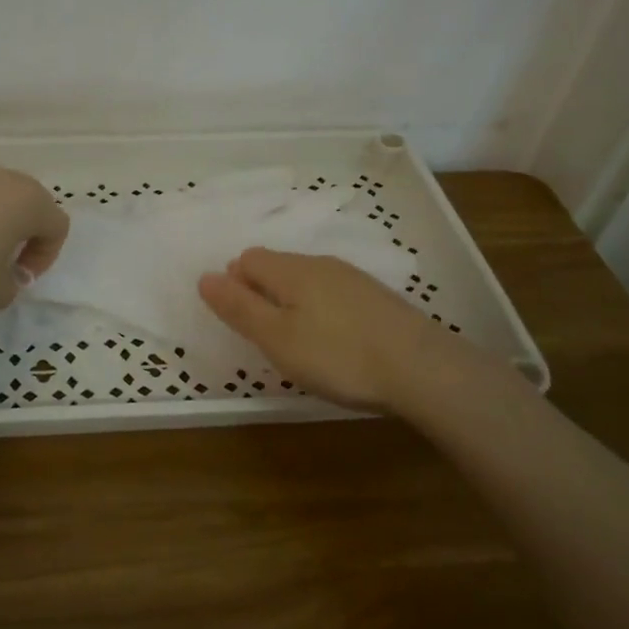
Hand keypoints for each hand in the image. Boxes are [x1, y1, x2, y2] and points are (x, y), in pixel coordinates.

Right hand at [198, 248, 512, 421]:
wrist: (423, 369)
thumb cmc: (338, 355)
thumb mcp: (276, 338)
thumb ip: (239, 308)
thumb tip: (205, 277)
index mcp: (290, 270)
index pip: (247, 259)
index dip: (235, 284)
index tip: (244, 322)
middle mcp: (319, 264)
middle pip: (276, 266)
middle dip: (261, 292)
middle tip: (268, 336)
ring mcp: (353, 278)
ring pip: (306, 279)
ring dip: (292, 302)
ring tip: (299, 341)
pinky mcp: (378, 298)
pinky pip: (333, 293)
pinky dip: (321, 310)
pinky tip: (335, 340)